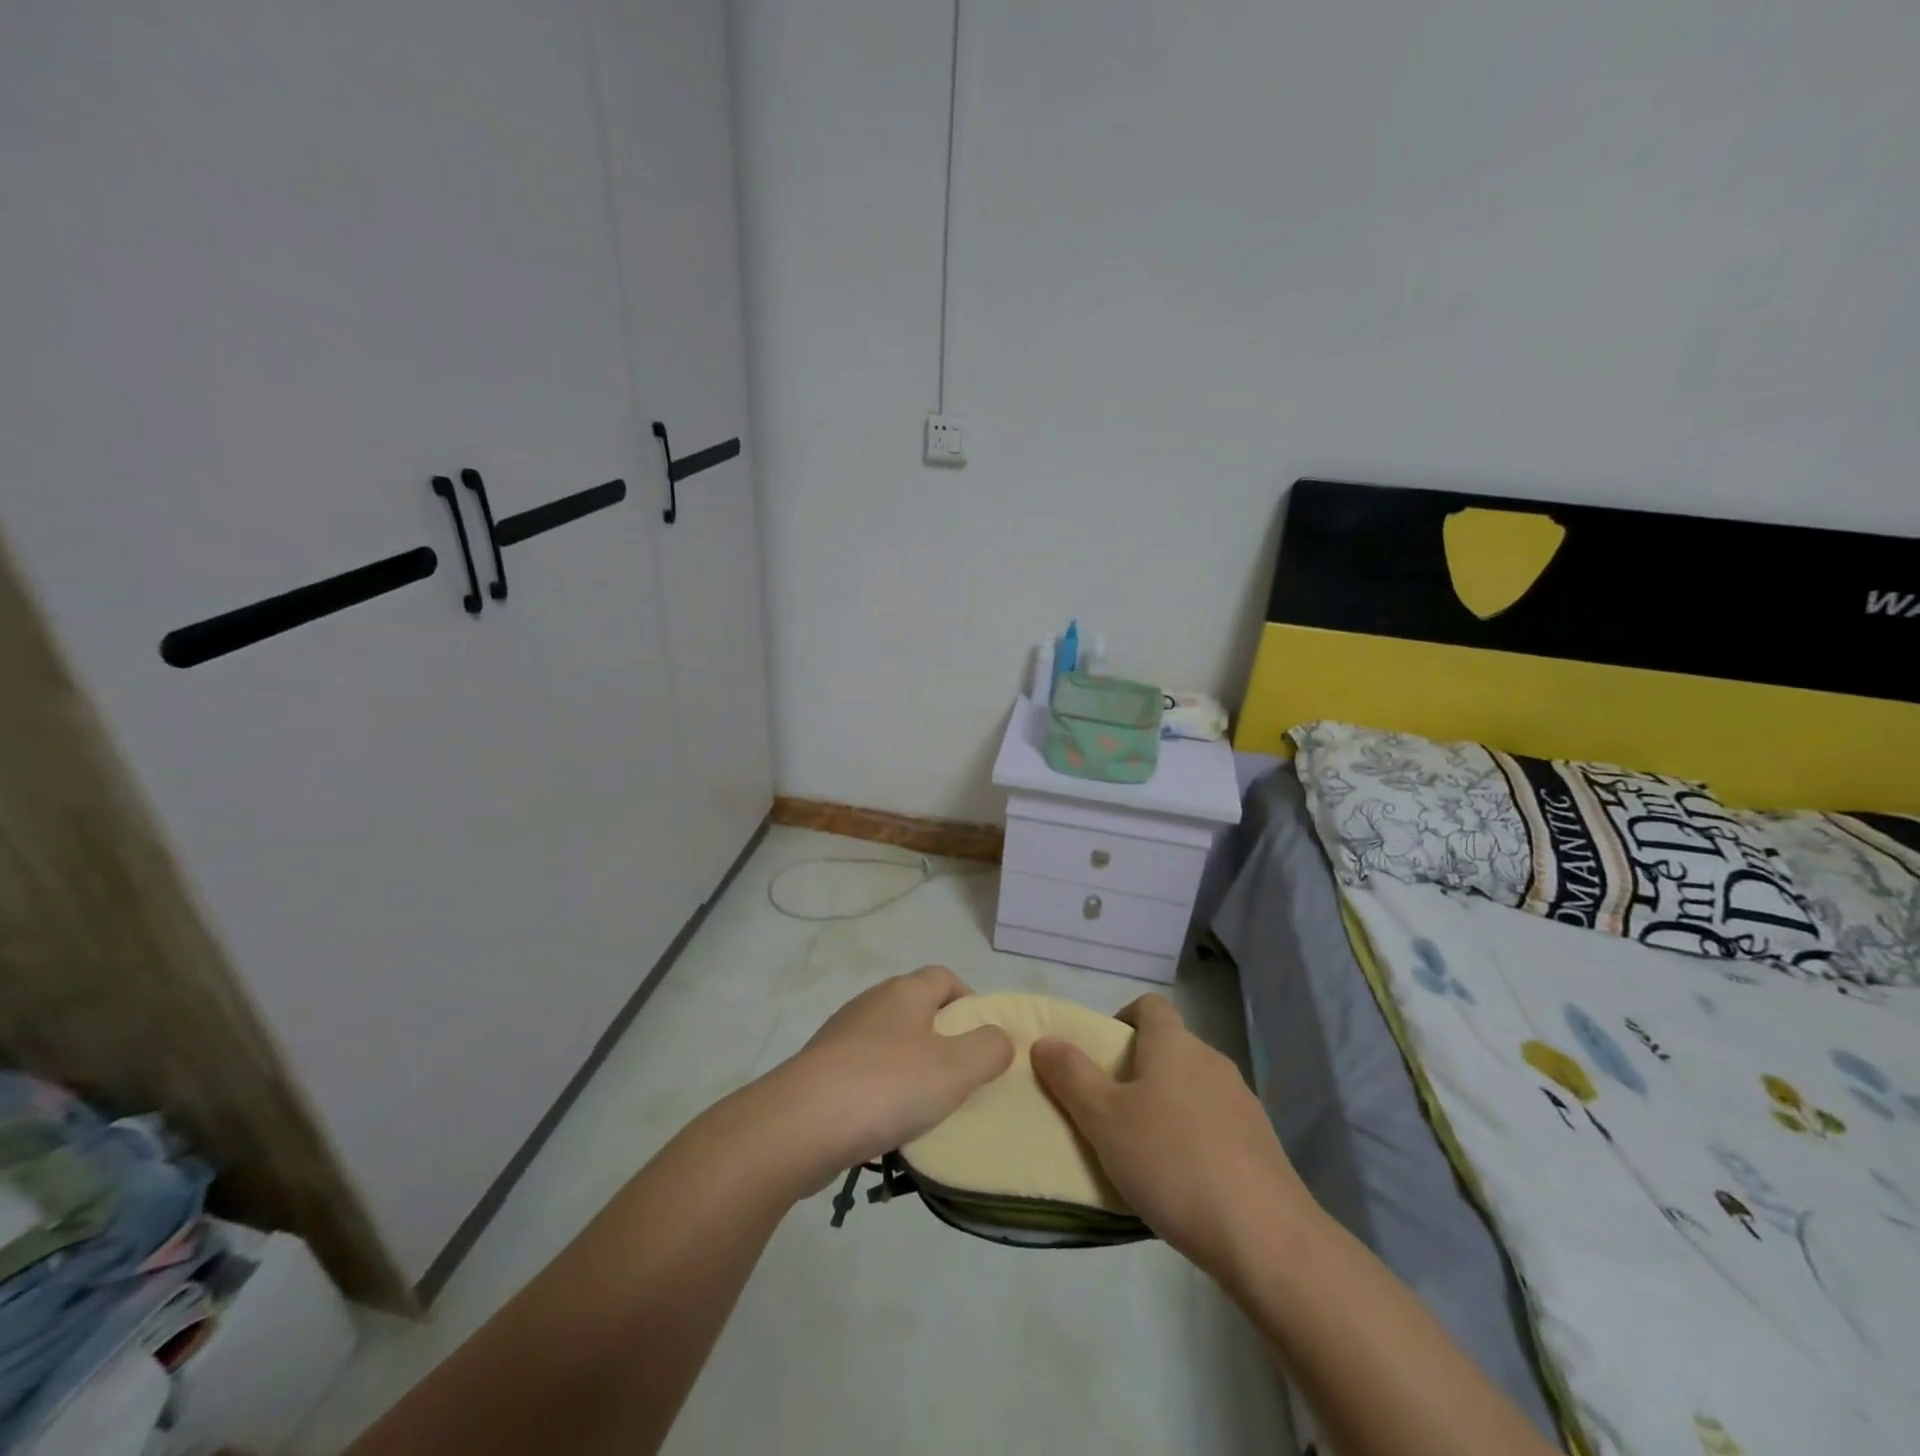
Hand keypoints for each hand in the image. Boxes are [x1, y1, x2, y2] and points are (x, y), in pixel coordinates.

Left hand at [773, 966, 1013, 1183]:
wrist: (799, 1125)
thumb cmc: (887, 1086)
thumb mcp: (955, 1069)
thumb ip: (988, 1049)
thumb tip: (999, 1038)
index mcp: (904, 992)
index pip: (945, 977)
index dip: (970, 1001)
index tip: (984, 1039)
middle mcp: (871, 1003)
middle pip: (917, 1008)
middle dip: (943, 1038)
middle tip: (961, 1077)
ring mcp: (841, 1036)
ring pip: (889, 1042)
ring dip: (911, 1068)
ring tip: (927, 1108)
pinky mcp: (820, 1071)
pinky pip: (863, 1073)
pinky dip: (881, 1091)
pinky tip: (887, 1125)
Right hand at [1031, 993, 1314, 1280]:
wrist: (1265, 1236)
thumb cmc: (1171, 1162)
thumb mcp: (1103, 1119)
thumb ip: (1071, 1076)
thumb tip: (1045, 1041)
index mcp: (1174, 1044)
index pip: (1149, 1005)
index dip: (1122, 1018)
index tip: (1102, 1055)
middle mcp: (1211, 1061)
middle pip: (1169, 1048)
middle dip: (1138, 1070)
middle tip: (1110, 1110)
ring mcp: (1242, 1101)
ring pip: (1192, 1087)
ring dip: (1167, 1105)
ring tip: (1143, 1152)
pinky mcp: (1261, 1143)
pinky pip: (1215, 1124)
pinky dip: (1194, 1137)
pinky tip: (1182, 1182)